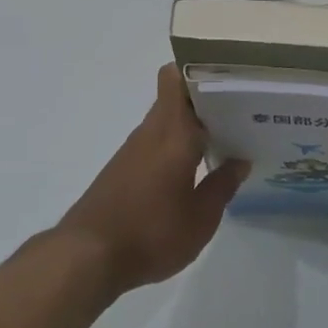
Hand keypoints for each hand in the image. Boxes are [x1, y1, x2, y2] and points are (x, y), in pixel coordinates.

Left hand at [56, 64, 247, 297]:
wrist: (85, 259)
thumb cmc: (151, 232)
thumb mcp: (201, 218)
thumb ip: (223, 186)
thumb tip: (240, 161)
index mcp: (173, 133)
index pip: (175, 78)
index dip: (199, 68)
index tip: (230, 76)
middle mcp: (151, 132)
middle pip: (176, 97)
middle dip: (206, 100)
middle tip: (242, 111)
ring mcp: (133, 151)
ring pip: (167, 121)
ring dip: (192, 126)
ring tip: (226, 139)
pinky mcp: (122, 171)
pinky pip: (156, 143)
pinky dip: (176, 148)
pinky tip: (195, 170)